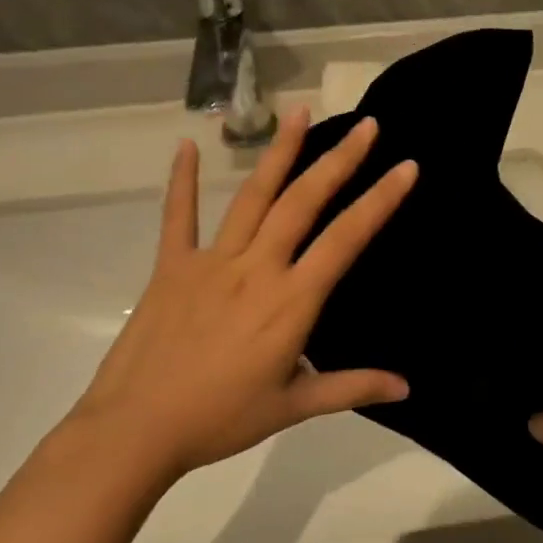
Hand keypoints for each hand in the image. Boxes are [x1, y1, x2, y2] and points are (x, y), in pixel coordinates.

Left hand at [69, 106, 418, 484]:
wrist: (135, 431)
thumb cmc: (220, 419)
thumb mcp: (293, 406)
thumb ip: (351, 387)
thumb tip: (406, 388)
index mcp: (291, 300)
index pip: (346, 239)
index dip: (380, 200)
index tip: (406, 167)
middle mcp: (256, 268)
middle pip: (303, 202)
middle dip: (339, 160)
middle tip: (366, 125)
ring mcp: (211, 261)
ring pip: (253, 197)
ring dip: (279, 152)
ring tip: (300, 112)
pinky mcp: (171, 266)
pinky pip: (178, 217)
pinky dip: (183, 181)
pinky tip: (186, 146)